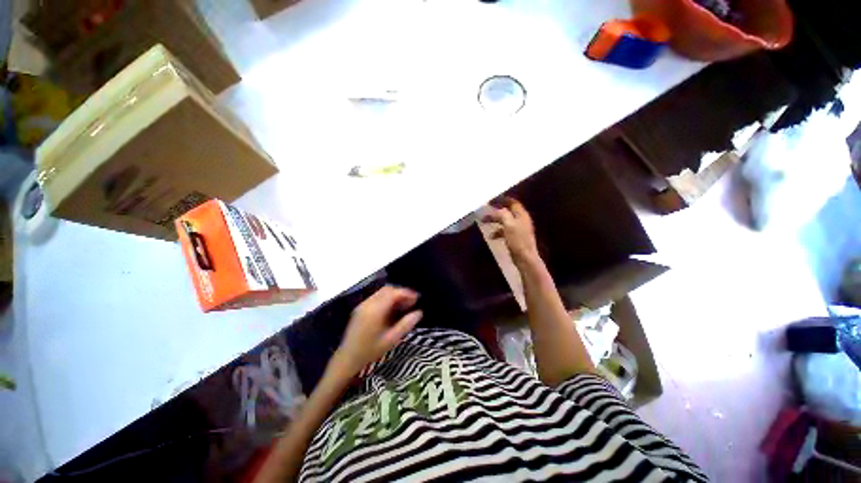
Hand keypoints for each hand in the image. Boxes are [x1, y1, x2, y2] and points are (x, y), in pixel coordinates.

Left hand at [332, 286, 422, 378]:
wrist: (348, 358)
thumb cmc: (371, 351)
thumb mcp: (391, 339)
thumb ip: (406, 324)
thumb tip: (419, 312)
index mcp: (376, 310)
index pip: (393, 293)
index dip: (406, 293)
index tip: (417, 298)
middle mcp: (368, 303)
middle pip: (387, 289)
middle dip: (401, 292)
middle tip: (412, 302)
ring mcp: (363, 304)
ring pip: (381, 292)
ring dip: (394, 295)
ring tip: (404, 305)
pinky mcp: (360, 307)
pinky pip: (376, 296)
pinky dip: (386, 298)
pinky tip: (392, 309)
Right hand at [482, 197, 538, 265]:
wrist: (525, 258)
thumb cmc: (517, 240)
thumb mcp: (508, 224)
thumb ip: (502, 214)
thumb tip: (496, 210)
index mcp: (521, 215)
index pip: (513, 202)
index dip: (503, 199)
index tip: (492, 200)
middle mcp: (521, 220)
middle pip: (507, 211)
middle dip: (496, 211)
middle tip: (485, 210)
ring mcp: (518, 229)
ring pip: (504, 221)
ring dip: (495, 220)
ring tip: (484, 222)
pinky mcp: (515, 238)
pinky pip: (504, 231)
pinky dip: (497, 231)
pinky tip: (491, 236)